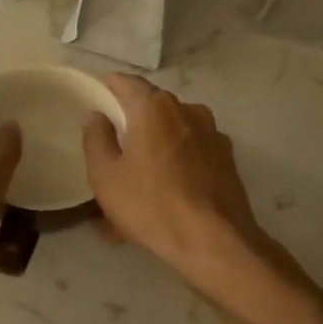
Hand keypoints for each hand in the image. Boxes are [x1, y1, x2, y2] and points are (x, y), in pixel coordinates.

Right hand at [82, 75, 261, 287]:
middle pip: (152, 110)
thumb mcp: (106, 175)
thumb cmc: (151, 204)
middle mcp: (188, 110)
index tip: (98, 96)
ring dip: (153, 152)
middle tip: (114, 150)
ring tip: (137, 186)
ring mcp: (212, 134)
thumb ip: (96, 139)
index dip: (109, 87)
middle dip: (132, 126)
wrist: (214, 240)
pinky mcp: (227, 159)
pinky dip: (174, 169)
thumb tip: (96, 116)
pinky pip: (190, 156)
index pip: (127, 83)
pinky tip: (163, 198)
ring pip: (172, 135)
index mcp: (155, 107)